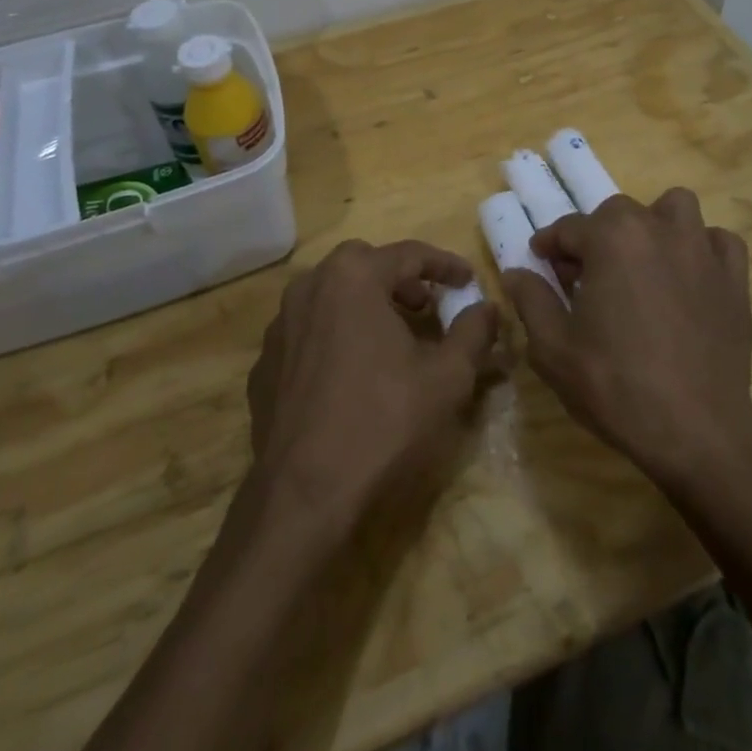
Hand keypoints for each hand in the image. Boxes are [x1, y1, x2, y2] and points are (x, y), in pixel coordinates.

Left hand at [246, 240, 499, 524]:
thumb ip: (473, 332)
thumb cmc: (383, 422)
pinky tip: (352, 374)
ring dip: (365, 305)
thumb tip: (487, 307)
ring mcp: (280, 326)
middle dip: (400, 280)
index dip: (445, 265)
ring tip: (392, 339)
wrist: (304, 496)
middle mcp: (309, 287)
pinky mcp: (264, 364)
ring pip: (330, 296)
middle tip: (427, 307)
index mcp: (352, 277)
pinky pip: (308, 333)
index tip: (468, 280)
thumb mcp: (447, 377)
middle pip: (363, 265)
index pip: (408, 254)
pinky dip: (335, 337)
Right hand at [501, 190, 751, 490]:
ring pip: (675, 208)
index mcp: (612, 238)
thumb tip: (517, 273)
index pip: (569, 227)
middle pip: (618, 213)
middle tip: (586, 276)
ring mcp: (702, 250)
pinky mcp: (735, 279)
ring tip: (643, 262)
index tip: (541, 262)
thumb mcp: (553, 348)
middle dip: (597, 236)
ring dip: (654, 225)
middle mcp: (658, 229)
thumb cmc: (615, 385)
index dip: (550, 245)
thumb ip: (531, 300)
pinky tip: (690, 275)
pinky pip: (719, 242)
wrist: (696, 430)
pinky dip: (703, 248)